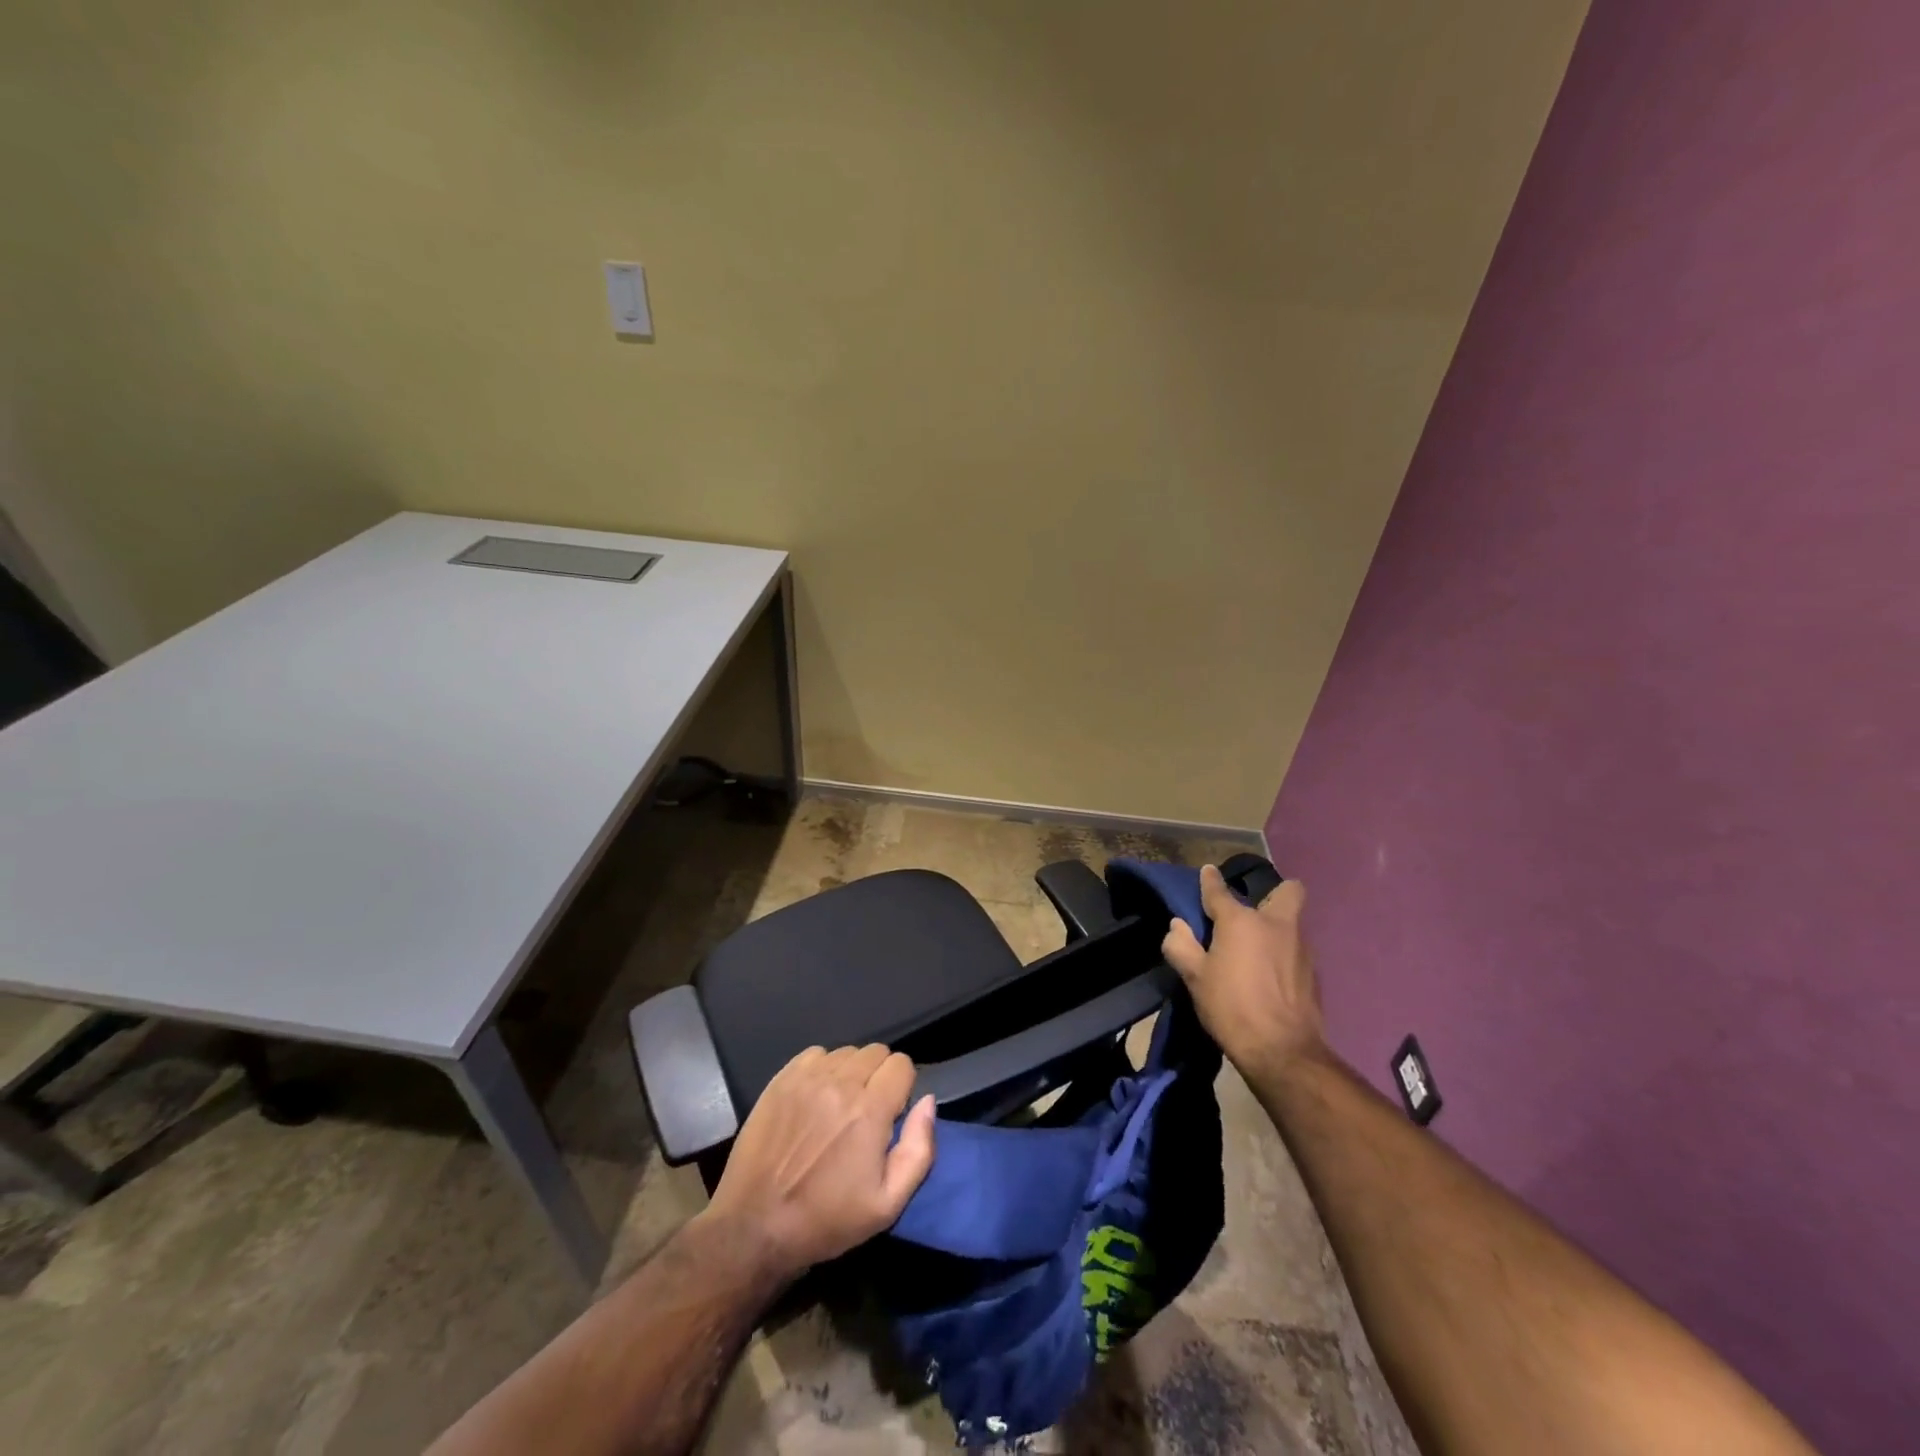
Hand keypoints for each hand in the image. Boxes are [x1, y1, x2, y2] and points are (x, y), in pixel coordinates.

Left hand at [702, 1044, 936, 1281]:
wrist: (755, 1226)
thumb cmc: (826, 1220)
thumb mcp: (887, 1204)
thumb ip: (919, 1149)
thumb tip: (928, 1102)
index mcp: (870, 1109)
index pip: (901, 1063)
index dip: (902, 1087)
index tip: (892, 1114)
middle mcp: (840, 1083)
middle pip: (876, 1052)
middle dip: (879, 1077)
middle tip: (867, 1112)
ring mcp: (807, 1078)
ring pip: (846, 1052)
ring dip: (851, 1072)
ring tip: (839, 1106)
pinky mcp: (781, 1079)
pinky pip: (816, 1055)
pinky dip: (823, 1069)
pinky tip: (815, 1098)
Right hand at [1161, 865, 1328, 1076]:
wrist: (1283, 1052)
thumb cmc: (1231, 1008)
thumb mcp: (1194, 979)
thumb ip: (1181, 946)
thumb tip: (1178, 926)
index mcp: (1241, 921)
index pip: (1219, 891)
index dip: (1210, 881)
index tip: (1207, 872)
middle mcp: (1276, 924)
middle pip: (1288, 891)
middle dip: (1274, 892)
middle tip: (1254, 911)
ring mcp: (1301, 947)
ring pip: (1293, 923)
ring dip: (1277, 928)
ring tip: (1258, 949)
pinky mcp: (1314, 973)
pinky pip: (1296, 951)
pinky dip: (1284, 955)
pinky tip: (1271, 975)